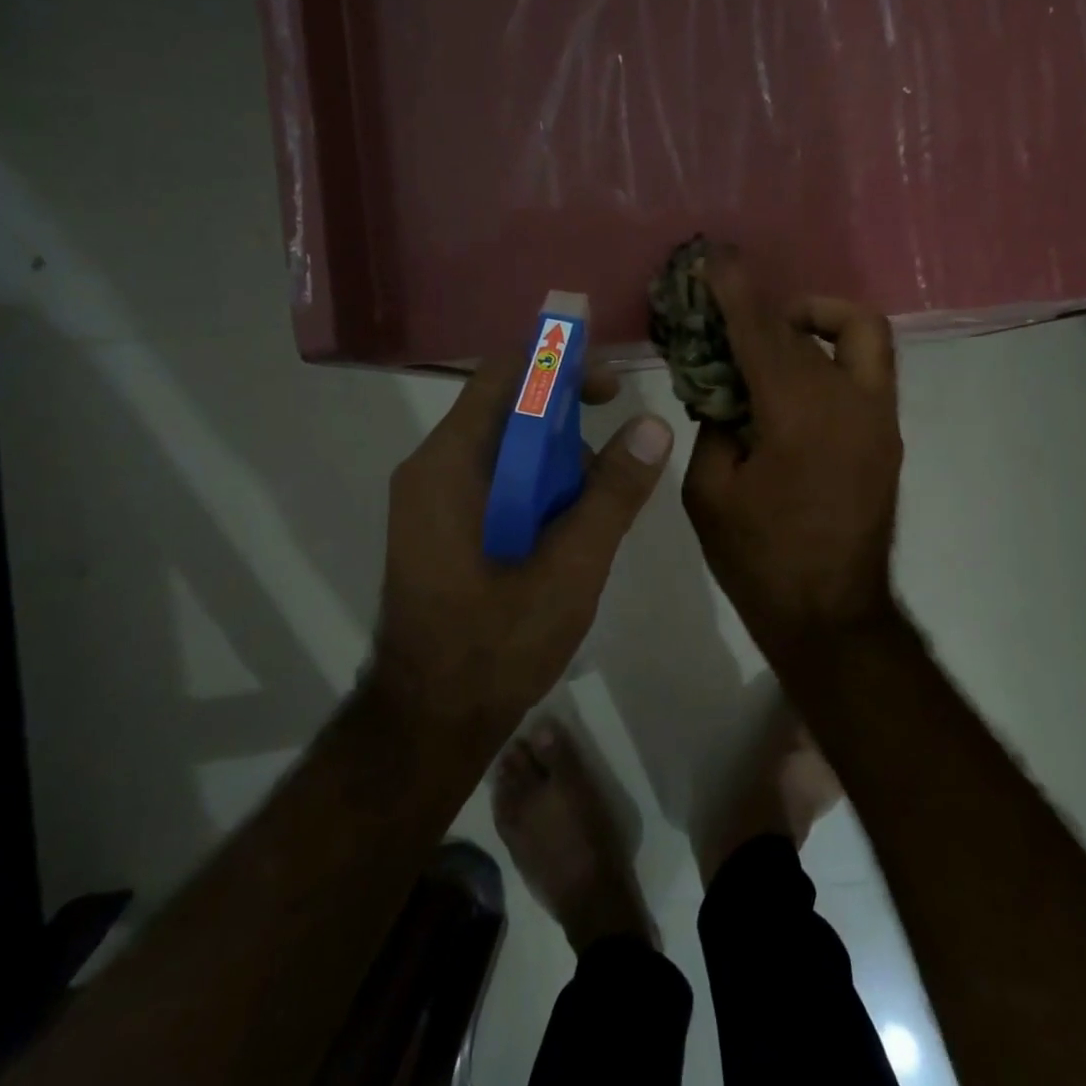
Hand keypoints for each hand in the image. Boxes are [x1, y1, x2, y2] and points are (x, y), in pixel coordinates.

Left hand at [375, 354, 673, 733]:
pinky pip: (494, 483)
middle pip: (505, 411)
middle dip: (566, 418)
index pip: (505, 377)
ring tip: (598, 501)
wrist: (430, 721)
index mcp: (450, 465)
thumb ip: (613, 495)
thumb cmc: (497, 643)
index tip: (612, 384)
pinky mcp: (441, 529)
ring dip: (555, 459)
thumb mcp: (571, 567)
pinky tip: (569, 527)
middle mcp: (431, 470)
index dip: (560, 364)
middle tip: (619, 443)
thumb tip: (654, 426)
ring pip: (503, 450)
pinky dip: (537, 488)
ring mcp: (431, 501)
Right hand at [682, 254, 903, 665]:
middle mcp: (850, 402)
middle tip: (731, 314)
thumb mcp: (709, 493)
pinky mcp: (888, 436)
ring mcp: (880, 418)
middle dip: (767, 308)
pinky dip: (832, 354)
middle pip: (811, 325)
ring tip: (774, 338)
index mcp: (798, 415)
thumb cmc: (759, 560)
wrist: (831, 614)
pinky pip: (866, 369)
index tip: (714, 259)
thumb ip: (714, 427)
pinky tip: (795, 382)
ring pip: (862, 333)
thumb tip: (725, 393)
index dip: (734, 291)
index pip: (761, 332)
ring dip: (817, 319)